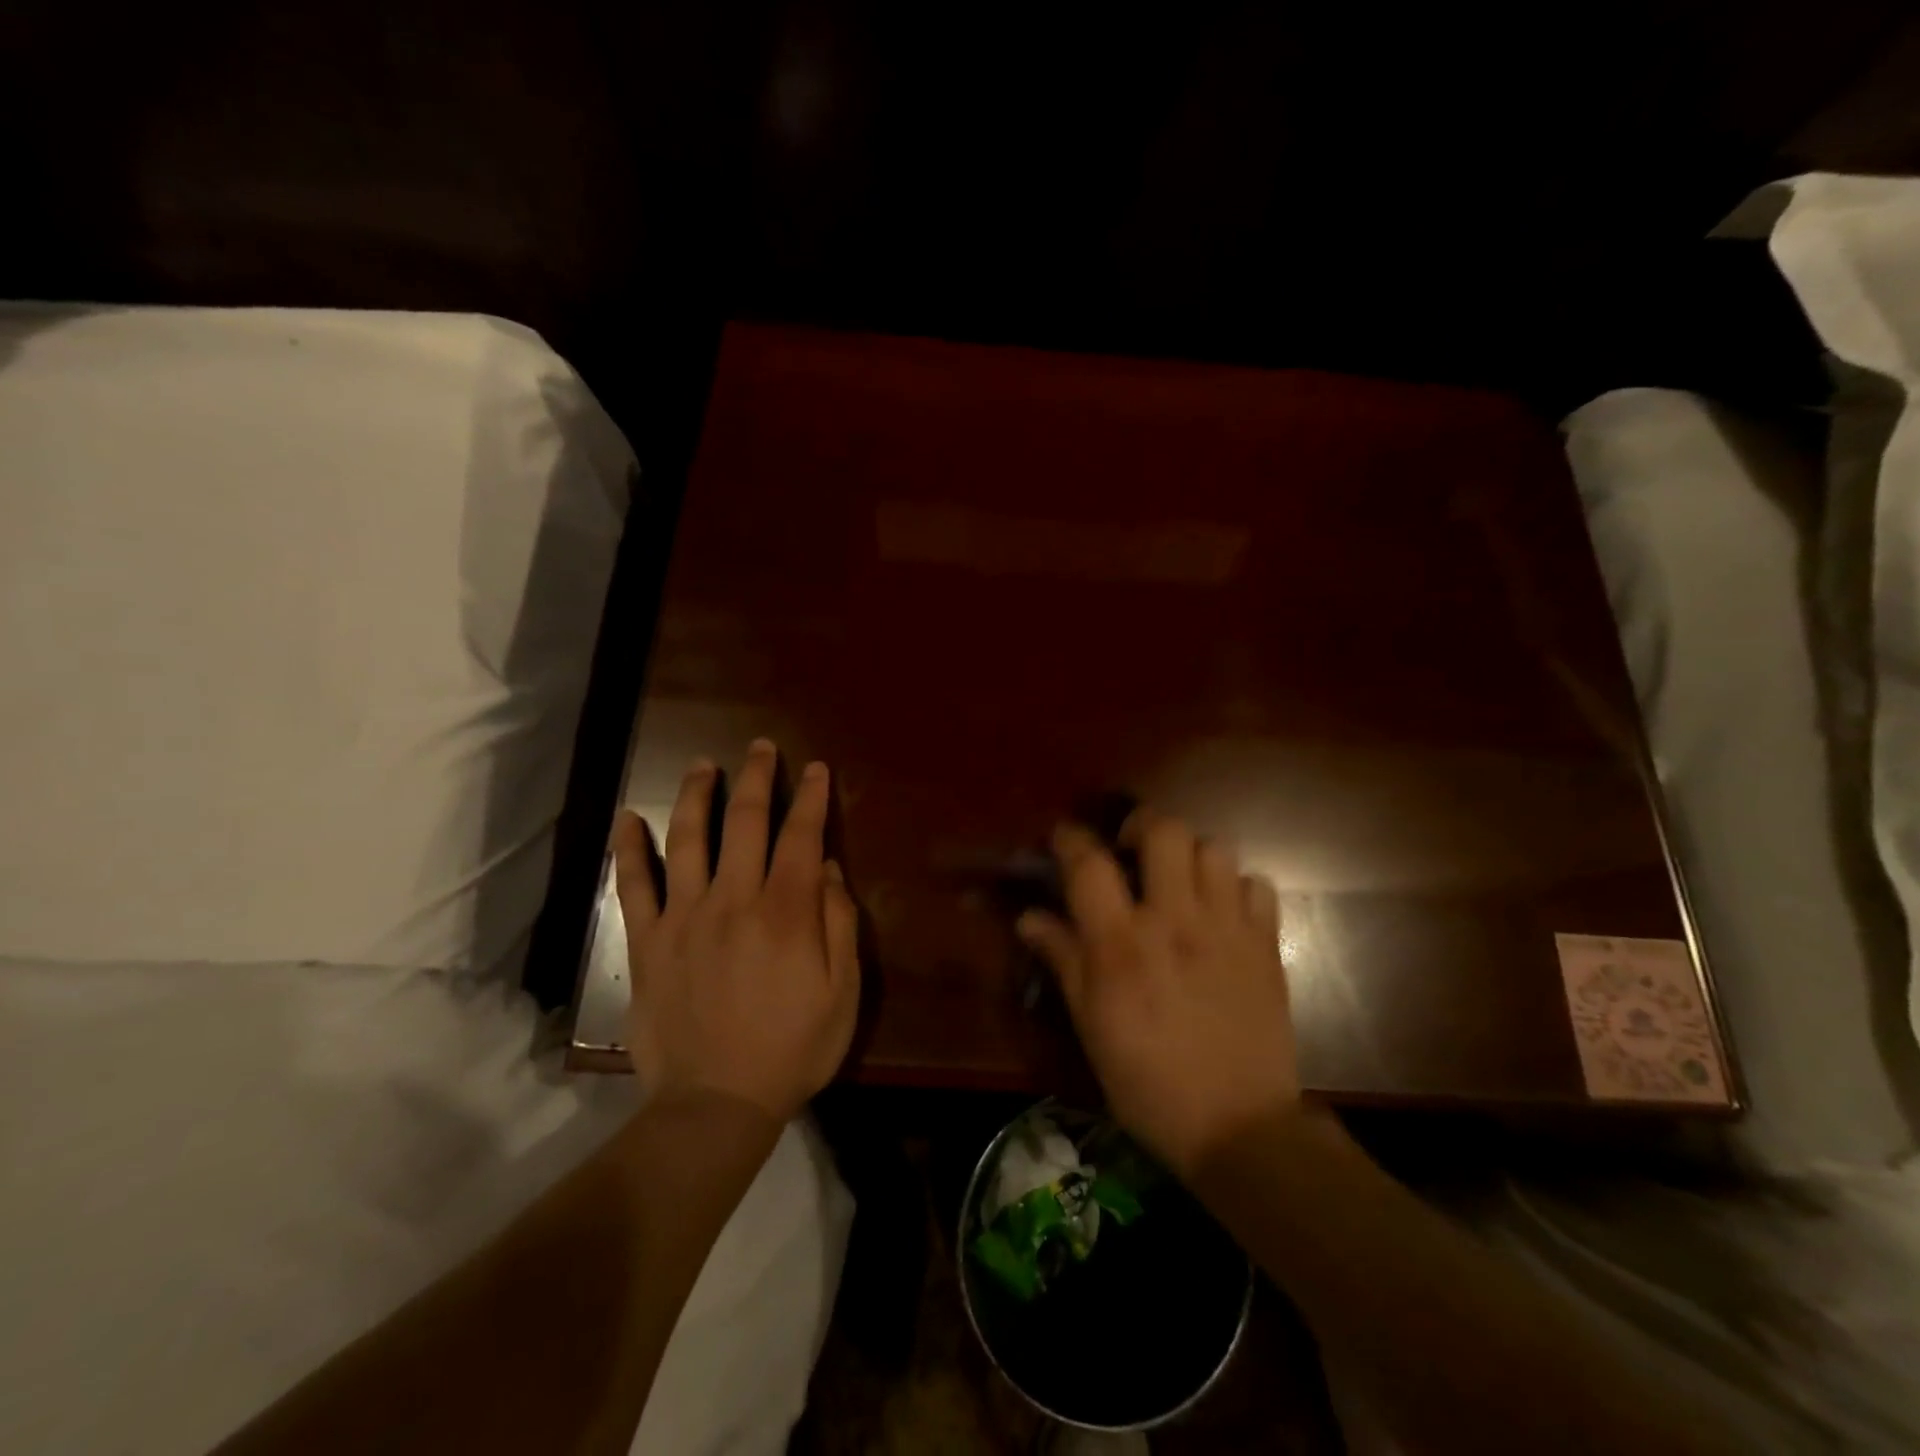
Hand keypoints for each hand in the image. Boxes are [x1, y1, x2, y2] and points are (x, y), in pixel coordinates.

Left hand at [611, 739, 859, 1123]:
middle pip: (744, 822)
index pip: (800, 836)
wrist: (716, 1104)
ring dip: (696, 795)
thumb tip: (827, 867)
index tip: (815, 769)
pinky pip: (633, 886)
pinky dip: (629, 850)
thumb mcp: (841, 992)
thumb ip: (838, 923)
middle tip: (761, 748)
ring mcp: (684, 918)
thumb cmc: (792, 1049)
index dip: (810, 797)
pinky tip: (627, 819)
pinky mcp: (647, 942)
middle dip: (757, 778)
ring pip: (687, 839)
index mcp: (785, 911)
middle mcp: (733, 900)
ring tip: (703, 765)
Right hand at [1018, 809, 1298, 1175]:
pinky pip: (1257, 885)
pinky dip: (1237, 888)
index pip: (1090, 864)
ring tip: (1180, 882)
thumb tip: (1029, 917)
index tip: (1063, 837)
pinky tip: (1223, 912)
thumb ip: (1063, 959)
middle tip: (1132, 851)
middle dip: (1142, 827)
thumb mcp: (1091, 1024)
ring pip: (1214, 848)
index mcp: (1122, 944)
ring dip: (1191, 856)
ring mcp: (1228, 928)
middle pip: (1164, 831)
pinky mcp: (1266, 944)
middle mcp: (1175, 921)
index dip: (1071, 839)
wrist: (1238, 1127)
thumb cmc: (1147, 1081)